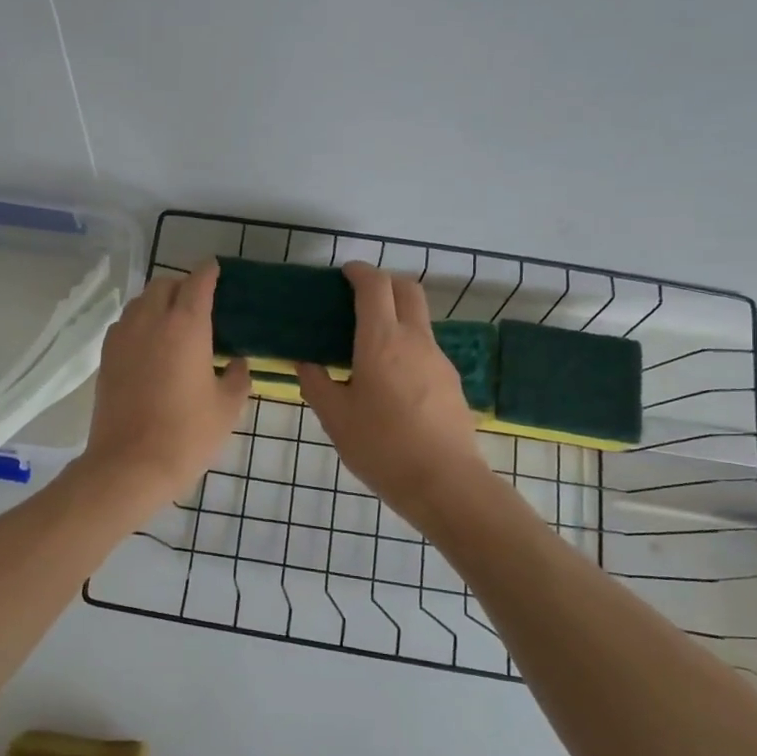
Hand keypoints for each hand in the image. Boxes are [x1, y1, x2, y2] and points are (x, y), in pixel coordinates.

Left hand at [79, 260, 249, 514]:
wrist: (129, 465)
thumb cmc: (187, 435)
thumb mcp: (227, 408)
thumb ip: (238, 377)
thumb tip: (237, 363)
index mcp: (186, 325)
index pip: (198, 280)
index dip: (210, 272)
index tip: (218, 271)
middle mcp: (150, 320)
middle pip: (165, 284)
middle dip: (183, 285)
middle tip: (200, 305)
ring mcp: (123, 337)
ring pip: (140, 301)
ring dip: (158, 302)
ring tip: (174, 324)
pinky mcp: (106, 356)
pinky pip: (125, 324)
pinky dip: (139, 323)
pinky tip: (150, 346)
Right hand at [298, 262, 491, 527]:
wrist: (445, 483)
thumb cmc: (381, 447)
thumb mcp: (335, 418)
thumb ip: (316, 383)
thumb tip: (305, 362)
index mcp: (382, 341)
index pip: (375, 286)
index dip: (360, 272)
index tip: (344, 274)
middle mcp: (415, 340)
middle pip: (408, 289)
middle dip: (384, 283)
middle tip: (359, 299)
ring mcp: (439, 359)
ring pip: (420, 319)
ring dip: (397, 314)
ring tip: (370, 343)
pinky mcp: (451, 381)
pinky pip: (426, 347)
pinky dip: (407, 344)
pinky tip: (391, 377)